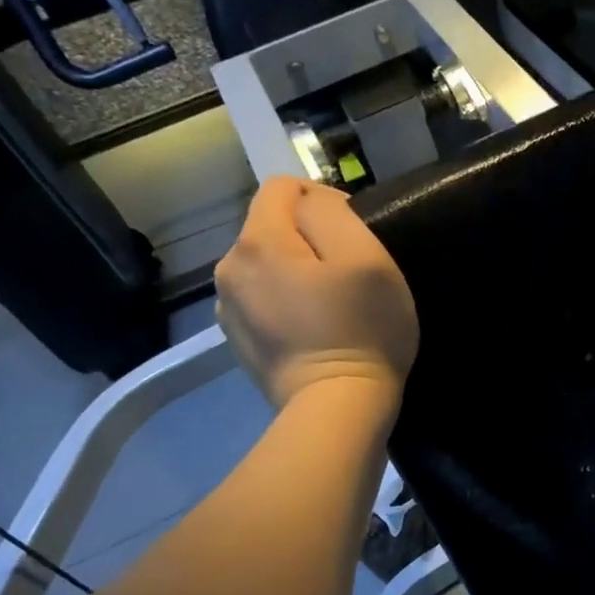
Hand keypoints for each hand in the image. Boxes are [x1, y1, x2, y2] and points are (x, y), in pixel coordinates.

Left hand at [215, 176, 418, 408]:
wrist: (337, 408)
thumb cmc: (362, 329)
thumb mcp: (366, 257)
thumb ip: (331, 212)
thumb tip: (311, 202)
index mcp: (258, 241)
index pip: (284, 187)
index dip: (324, 198)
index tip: (355, 235)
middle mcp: (229, 267)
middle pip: (272, 226)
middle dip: (308, 238)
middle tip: (349, 273)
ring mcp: (228, 307)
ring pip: (266, 263)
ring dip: (296, 270)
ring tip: (331, 302)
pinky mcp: (237, 338)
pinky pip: (262, 298)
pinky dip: (285, 301)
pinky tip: (312, 327)